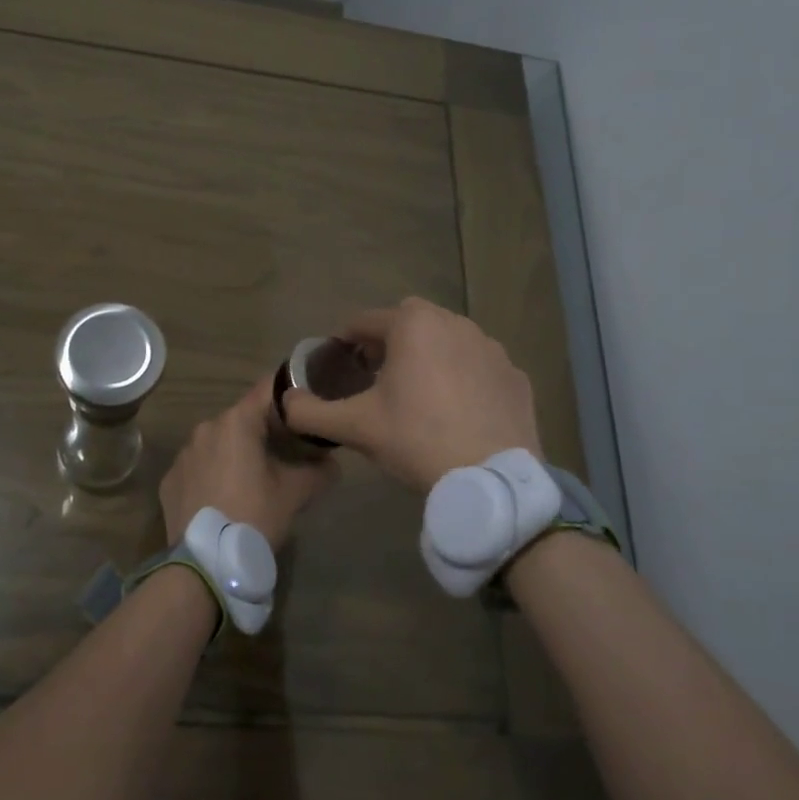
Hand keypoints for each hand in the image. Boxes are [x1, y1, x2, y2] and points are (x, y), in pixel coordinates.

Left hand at [161, 376, 334, 549]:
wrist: (205, 564)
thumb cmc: (254, 516)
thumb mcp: (295, 494)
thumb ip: (319, 471)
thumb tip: (331, 464)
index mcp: (236, 423)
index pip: (267, 391)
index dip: (289, 396)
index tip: (304, 408)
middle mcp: (205, 429)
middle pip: (242, 419)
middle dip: (263, 431)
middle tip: (286, 451)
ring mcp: (183, 455)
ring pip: (218, 443)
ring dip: (236, 453)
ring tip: (254, 479)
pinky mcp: (169, 481)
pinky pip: (198, 468)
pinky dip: (213, 475)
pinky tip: (225, 498)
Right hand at [279, 297, 540, 491]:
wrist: (491, 478)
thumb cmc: (416, 439)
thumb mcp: (355, 427)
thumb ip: (310, 412)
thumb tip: (283, 403)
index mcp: (413, 325)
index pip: (365, 321)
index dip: (345, 341)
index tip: (338, 365)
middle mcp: (455, 323)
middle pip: (409, 324)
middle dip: (388, 344)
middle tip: (375, 378)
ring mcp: (491, 348)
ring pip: (447, 342)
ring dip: (428, 358)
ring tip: (417, 396)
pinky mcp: (515, 376)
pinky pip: (478, 368)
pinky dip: (463, 379)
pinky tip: (456, 413)